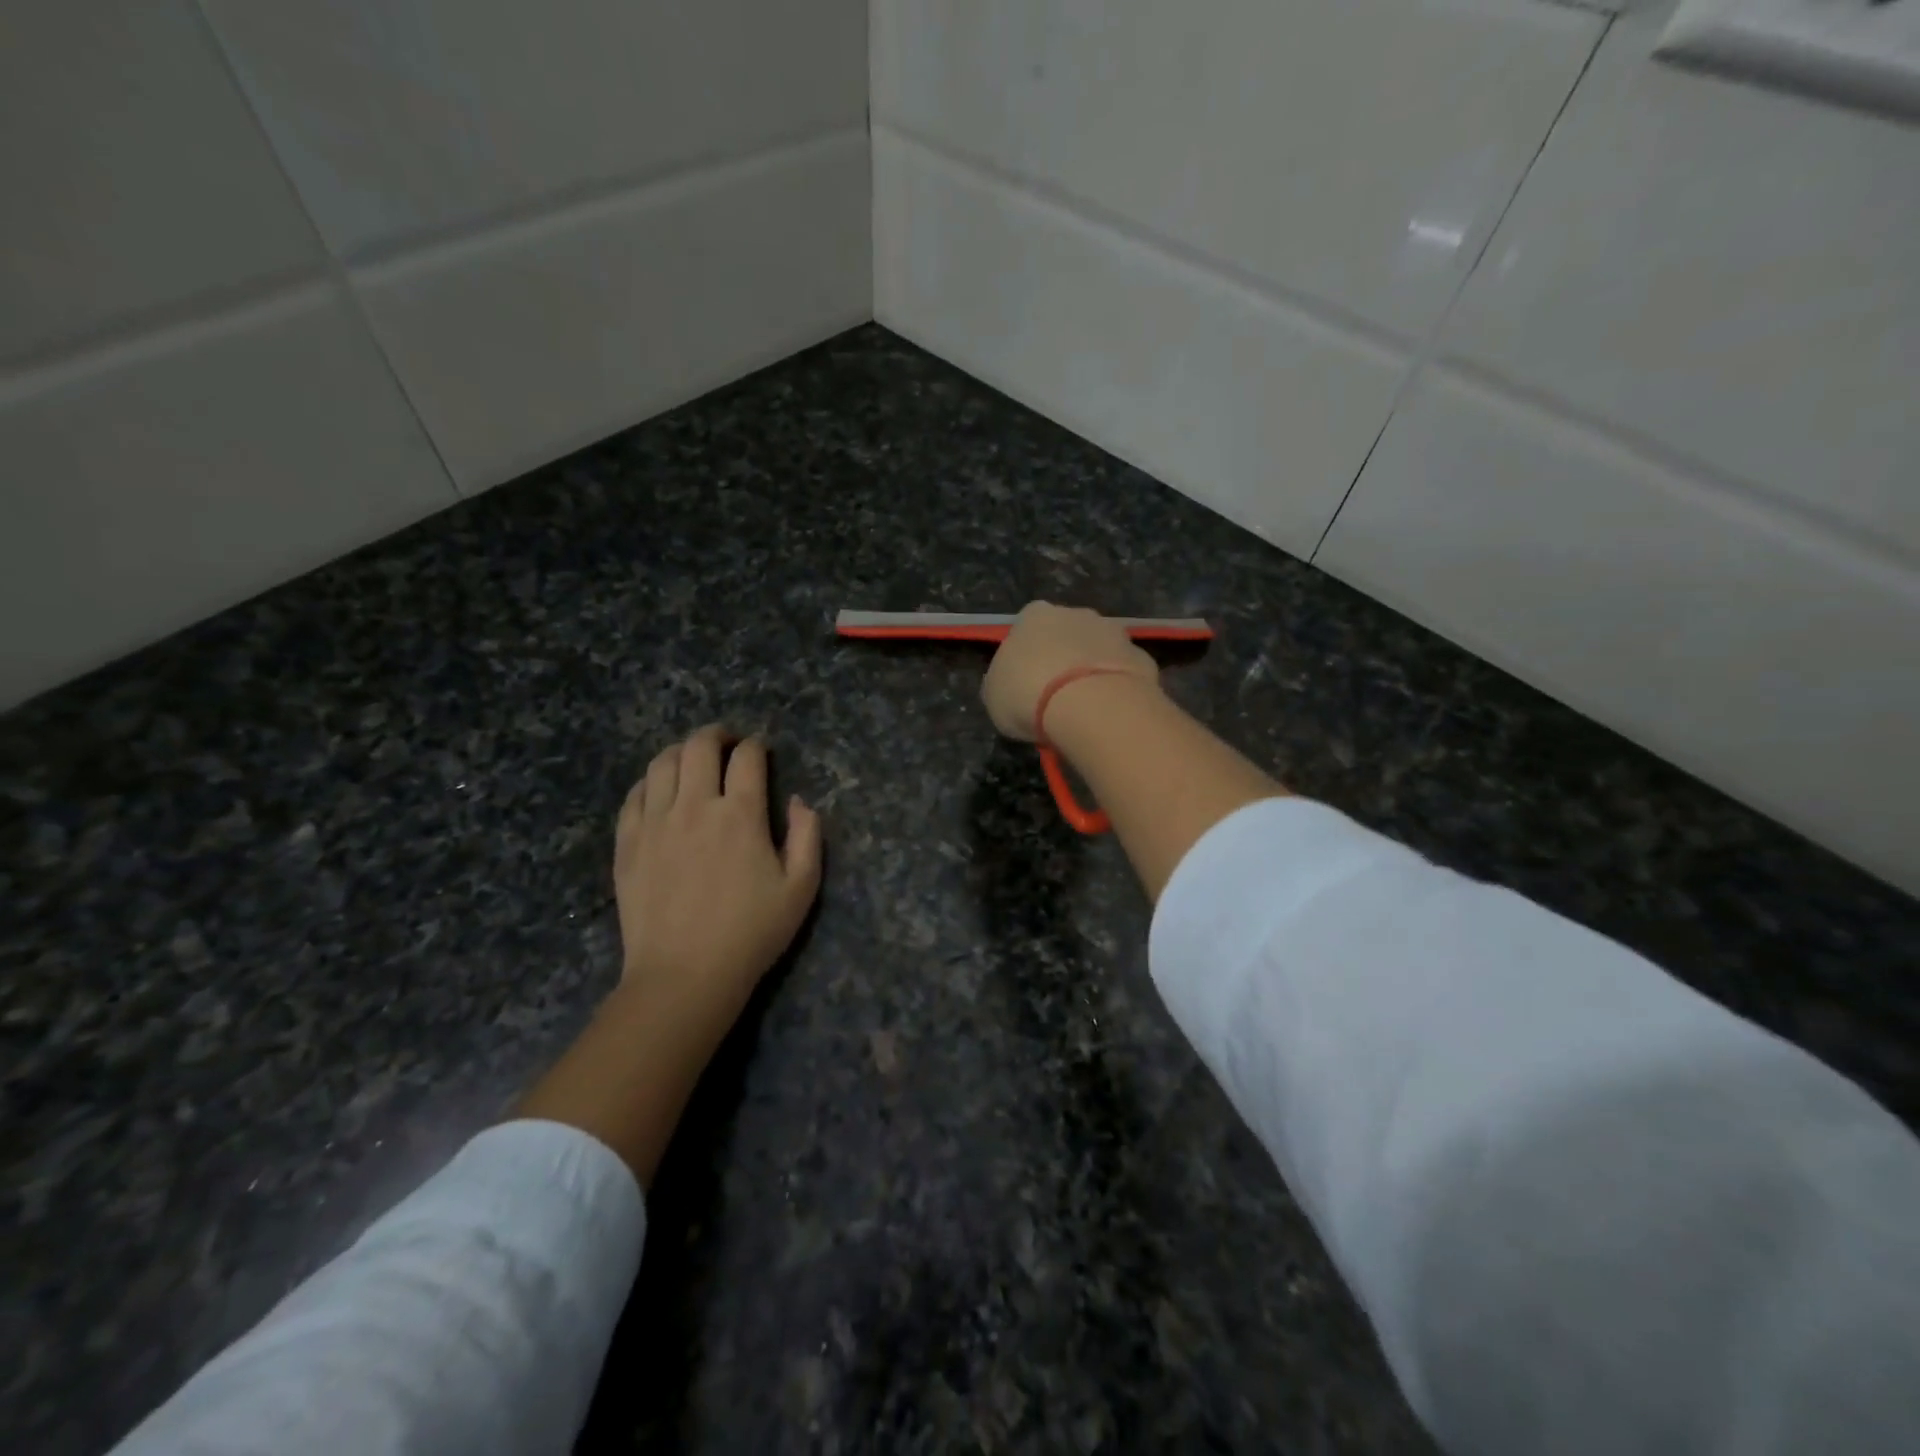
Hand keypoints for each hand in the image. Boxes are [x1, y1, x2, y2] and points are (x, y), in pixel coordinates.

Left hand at [614, 725, 822, 1038]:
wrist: (684, 975)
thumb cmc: (751, 933)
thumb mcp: (801, 888)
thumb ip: (808, 835)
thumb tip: (799, 800)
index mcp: (741, 814)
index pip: (747, 757)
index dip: (757, 747)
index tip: (760, 752)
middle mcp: (695, 806)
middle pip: (699, 746)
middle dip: (717, 735)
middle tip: (726, 743)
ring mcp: (655, 822)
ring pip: (662, 762)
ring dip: (681, 751)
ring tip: (692, 760)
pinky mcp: (627, 842)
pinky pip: (634, 794)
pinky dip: (650, 781)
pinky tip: (659, 790)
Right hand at [981, 602, 1160, 742]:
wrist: (1090, 705)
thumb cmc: (1028, 695)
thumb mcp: (994, 696)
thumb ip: (1004, 682)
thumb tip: (1013, 684)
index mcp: (1033, 616)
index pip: (1026, 628)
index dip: (1027, 657)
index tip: (1026, 684)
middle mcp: (1076, 613)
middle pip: (1067, 635)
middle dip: (1064, 659)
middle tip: (1057, 697)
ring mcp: (1114, 632)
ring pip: (1099, 651)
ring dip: (1092, 672)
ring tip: (1086, 709)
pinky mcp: (1141, 656)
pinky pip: (1124, 672)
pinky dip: (1118, 688)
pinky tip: (1111, 713)